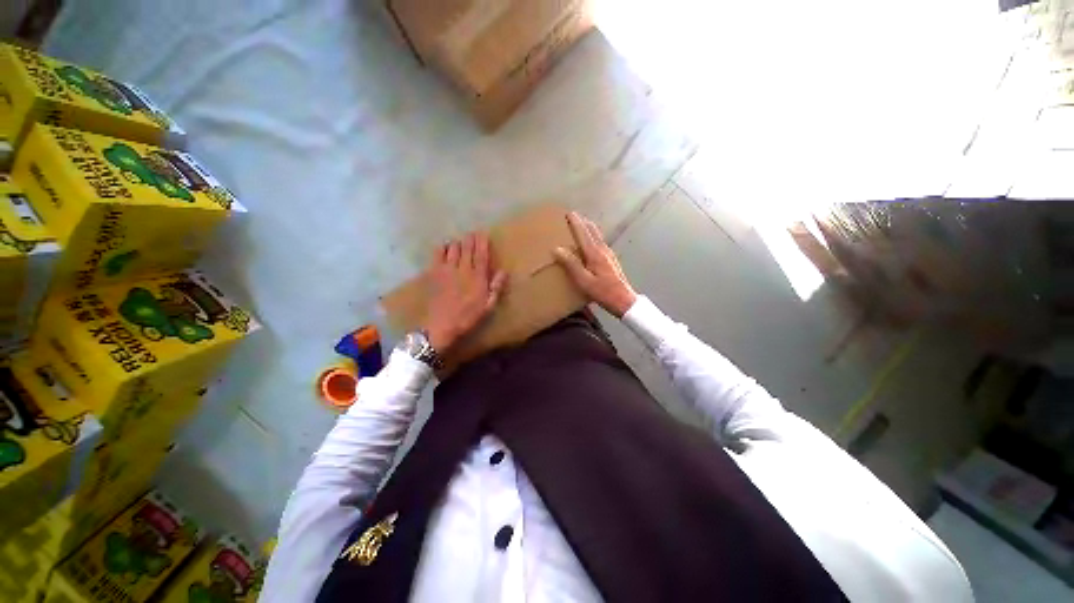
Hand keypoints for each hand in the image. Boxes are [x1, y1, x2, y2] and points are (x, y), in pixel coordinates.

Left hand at [424, 232, 507, 353]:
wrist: (441, 325)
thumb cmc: (468, 317)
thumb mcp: (488, 306)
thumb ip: (496, 287)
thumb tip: (504, 271)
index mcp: (478, 277)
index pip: (481, 255)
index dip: (482, 242)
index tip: (483, 233)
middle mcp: (463, 269)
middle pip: (467, 248)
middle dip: (470, 239)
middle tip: (472, 234)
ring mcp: (447, 270)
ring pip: (453, 248)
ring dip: (457, 243)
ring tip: (459, 243)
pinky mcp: (434, 273)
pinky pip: (437, 254)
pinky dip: (442, 248)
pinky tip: (444, 248)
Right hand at [553, 212, 637, 316]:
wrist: (624, 300)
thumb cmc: (602, 292)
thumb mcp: (583, 280)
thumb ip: (571, 264)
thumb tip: (557, 249)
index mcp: (595, 253)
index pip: (583, 233)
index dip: (576, 222)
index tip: (569, 213)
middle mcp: (603, 250)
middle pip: (593, 231)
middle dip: (583, 222)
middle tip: (574, 217)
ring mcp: (609, 254)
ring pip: (598, 236)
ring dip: (589, 229)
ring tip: (581, 226)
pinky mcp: (612, 260)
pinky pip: (600, 242)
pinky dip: (593, 237)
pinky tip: (591, 243)